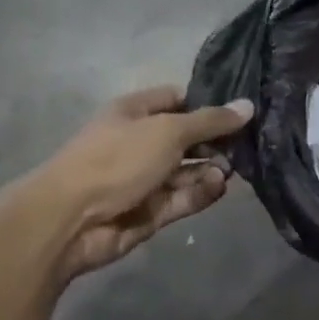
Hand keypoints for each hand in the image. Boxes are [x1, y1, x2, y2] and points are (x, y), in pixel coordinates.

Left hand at [32, 87, 253, 280]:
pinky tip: (217, 187)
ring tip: (228, 171)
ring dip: (212, 169)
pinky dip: (202, 192)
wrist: (69, 220)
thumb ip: (212, 120)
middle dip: (217, 142)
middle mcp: (140, 142)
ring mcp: (145, 178)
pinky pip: (184, 197)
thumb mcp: (169, 130)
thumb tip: (248, 106)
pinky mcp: (151, 210)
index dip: (207, 103)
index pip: (178, 99)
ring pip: (190, 170)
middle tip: (245, 145)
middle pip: (189, 137)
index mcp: (135, 113)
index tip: (239, 110)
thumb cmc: (117, 159)